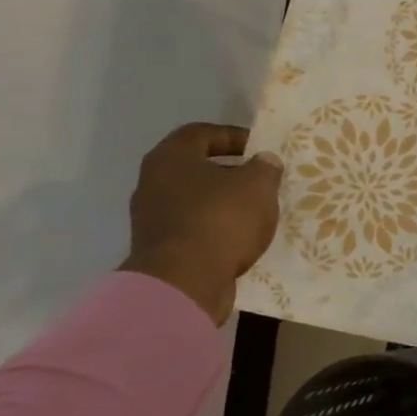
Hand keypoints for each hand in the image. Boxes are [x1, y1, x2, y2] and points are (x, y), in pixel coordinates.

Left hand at [119, 123, 282, 324]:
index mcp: (171, 157)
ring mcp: (152, 216)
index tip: (261, 150)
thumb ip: (265, 167)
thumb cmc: (221, 220)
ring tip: (256, 211)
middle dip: (231, 172)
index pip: (202, 133)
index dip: (234, 136)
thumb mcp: (258, 186)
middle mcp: (153, 182)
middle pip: (196, 167)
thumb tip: (263, 160)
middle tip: (262, 180)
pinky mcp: (159, 247)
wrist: (183, 282)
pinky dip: (216, 227)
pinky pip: (193, 226)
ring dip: (224, 202)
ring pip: (195, 199)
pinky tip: (240, 237)